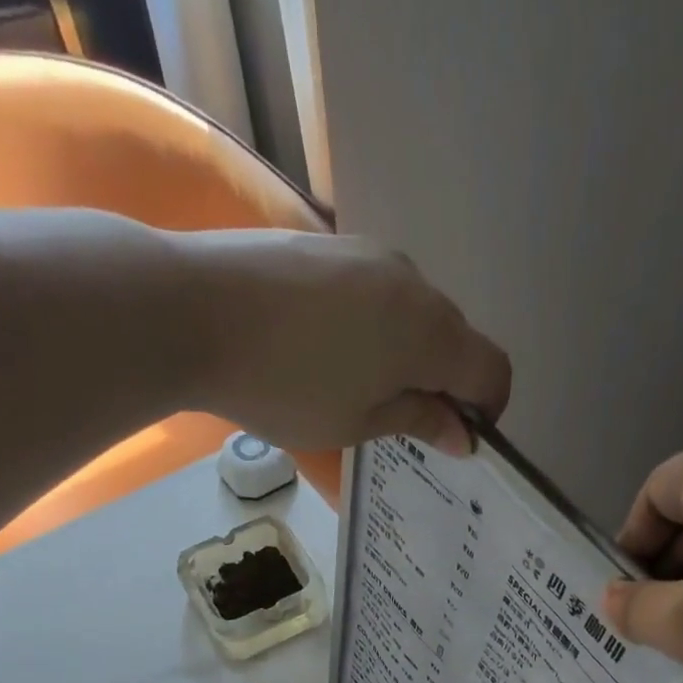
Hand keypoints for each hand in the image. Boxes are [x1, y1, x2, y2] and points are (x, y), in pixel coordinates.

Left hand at [179, 230, 510, 454]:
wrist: (190, 310)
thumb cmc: (285, 386)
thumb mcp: (358, 422)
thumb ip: (419, 421)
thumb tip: (464, 434)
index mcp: (431, 333)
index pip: (491, 370)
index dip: (486, 409)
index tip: (457, 437)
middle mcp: (413, 282)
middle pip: (455, 338)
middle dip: (445, 383)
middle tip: (403, 423)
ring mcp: (369, 254)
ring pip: (414, 312)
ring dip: (408, 353)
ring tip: (358, 387)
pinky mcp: (330, 243)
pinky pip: (376, 292)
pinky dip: (375, 327)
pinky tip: (329, 350)